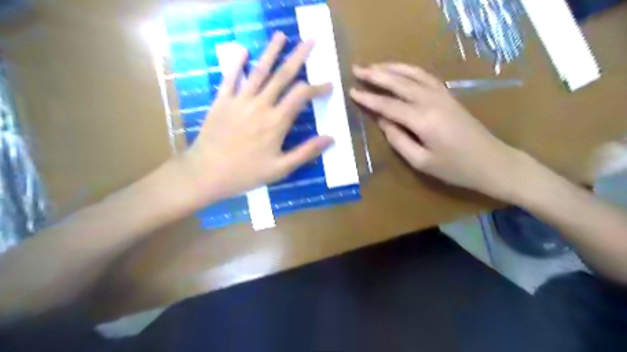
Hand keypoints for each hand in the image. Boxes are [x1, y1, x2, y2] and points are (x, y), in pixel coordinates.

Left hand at [178, 33, 332, 203]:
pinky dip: (237, 63)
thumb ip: (306, 152)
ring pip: (259, 71)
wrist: (206, 173)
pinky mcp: (221, 101)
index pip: (302, 95)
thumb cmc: (246, 173)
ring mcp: (239, 100)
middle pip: (283, 75)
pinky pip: (231, 78)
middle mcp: (260, 105)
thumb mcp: (281, 169)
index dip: (317, 87)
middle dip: (298, 57)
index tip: (329, 85)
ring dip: (271, 52)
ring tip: (281, 36)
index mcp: (276, 121)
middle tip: (310, 41)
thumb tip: (331, 138)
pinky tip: (244, 51)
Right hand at [351, 62, 530, 201]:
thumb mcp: (421, 162)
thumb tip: (382, 122)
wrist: (491, 162)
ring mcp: (442, 95)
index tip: (351, 91)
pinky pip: (425, 76)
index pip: (388, 105)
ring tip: (373, 66)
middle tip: (356, 68)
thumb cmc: (454, 168)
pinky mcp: (448, 95)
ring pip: (412, 74)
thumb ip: (398, 140)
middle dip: (375, 75)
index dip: (368, 98)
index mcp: (422, 120)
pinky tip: (399, 70)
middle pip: (398, 83)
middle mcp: (431, 101)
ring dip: (391, 68)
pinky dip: (409, 70)